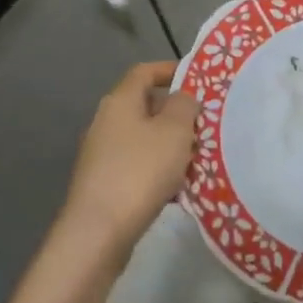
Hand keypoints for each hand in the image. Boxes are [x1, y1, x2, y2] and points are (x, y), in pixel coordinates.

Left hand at [57, 62, 199, 259]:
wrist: (98, 232)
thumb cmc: (140, 171)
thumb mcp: (174, 131)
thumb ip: (184, 105)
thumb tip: (182, 97)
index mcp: (120, 101)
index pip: (145, 71)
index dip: (170, 70)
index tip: (197, 79)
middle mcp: (106, 121)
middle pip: (146, 106)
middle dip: (177, 114)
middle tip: (204, 125)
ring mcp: (102, 154)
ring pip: (144, 138)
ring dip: (170, 145)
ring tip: (198, 159)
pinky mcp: (104, 183)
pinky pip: (138, 165)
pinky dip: (159, 170)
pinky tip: (178, 190)